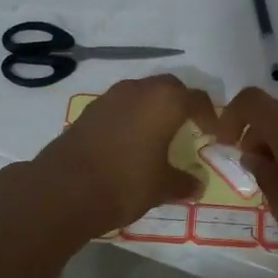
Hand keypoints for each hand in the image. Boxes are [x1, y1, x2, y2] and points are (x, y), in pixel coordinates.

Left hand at [28, 75, 215, 238]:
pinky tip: (130, 141)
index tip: (213, 133)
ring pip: (141, 93)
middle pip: (169, 88)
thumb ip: (183, 182)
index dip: (209, 115)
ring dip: (153, 107)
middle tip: (188, 126)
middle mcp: (139, 90)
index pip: (197, 99)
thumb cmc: (125, 183)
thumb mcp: (161, 187)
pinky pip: (120, 106)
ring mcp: (110, 97)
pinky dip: (130, 117)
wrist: (64, 189)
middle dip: (181, 103)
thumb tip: (197, 185)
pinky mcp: (89, 111)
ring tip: (158, 133)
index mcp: (166, 102)